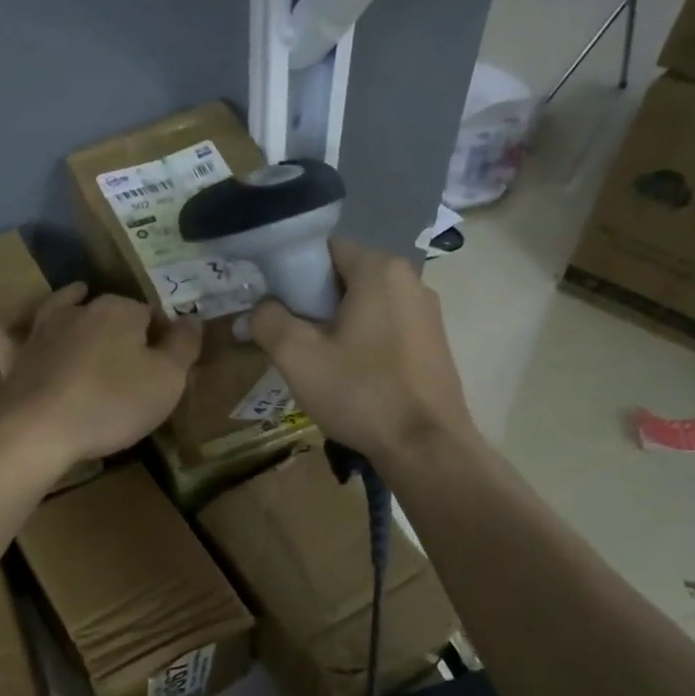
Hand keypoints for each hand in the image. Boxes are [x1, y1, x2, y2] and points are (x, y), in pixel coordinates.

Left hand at [0, 284, 201, 471]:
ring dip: (68, 305)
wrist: (39, 430)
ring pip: (58, 308)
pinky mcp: (13, 358)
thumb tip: (192, 318)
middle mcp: (78, 310)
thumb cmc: (112, 404)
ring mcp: (41, 331)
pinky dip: (12, 336)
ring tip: (76, 301)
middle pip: (106, 308)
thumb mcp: (167, 380)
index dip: (159, 335)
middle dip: (119, 323)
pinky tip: (11, 338)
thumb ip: (184, 346)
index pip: (149, 314)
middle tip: (128, 353)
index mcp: (119, 311)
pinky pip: (9, 338)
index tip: (164, 360)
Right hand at [249, 240, 479, 466]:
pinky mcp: (434, 344)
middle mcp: (410, 280)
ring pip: (365, 305)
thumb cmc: (360, 392)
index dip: (292, 272)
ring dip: (337, 324)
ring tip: (318, 362)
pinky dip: (363, 341)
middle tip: (291, 339)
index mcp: (380, 270)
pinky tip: (350, 376)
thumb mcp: (297, 356)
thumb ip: (269, 321)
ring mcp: (427, 313)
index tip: (275, 305)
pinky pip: (385, 328)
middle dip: (313, 302)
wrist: (425, 447)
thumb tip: (260, 308)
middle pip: (345, 276)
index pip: (325, 248)